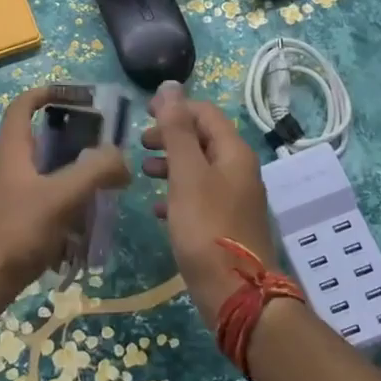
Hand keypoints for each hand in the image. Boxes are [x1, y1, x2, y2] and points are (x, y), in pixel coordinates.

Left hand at [0, 85, 131, 314]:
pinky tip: (79, 226)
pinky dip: (58, 205)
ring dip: (63, 174)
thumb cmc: (14, 232)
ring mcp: (1, 195)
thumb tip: (121, 159)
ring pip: (35, 173)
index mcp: (9, 149)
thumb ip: (95, 172)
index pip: (21, 106)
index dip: (45, 93)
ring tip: (95, 187)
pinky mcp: (5, 221)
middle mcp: (1, 166)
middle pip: (31, 139)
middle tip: (94, 145)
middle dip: (62, 138)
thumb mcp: (60, 197)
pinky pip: (36, 202)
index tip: (74, 94)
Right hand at [141, 82, 281, 326]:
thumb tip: (171, 86)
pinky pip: (199, 197)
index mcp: (234, 153)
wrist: (236, 294)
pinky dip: (178, 194)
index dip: (176, 107)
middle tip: (140, 143)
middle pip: (203, 140)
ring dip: (172, 164)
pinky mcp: (226, 225)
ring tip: (144, 171)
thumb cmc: (208, 229)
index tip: (143, 112)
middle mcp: (239, 171)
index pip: (206, 114)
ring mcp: (235, 199)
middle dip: (171, 136)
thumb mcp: (187, 174)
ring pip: (200, 169)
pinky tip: (157, 207)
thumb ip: (177, 131)